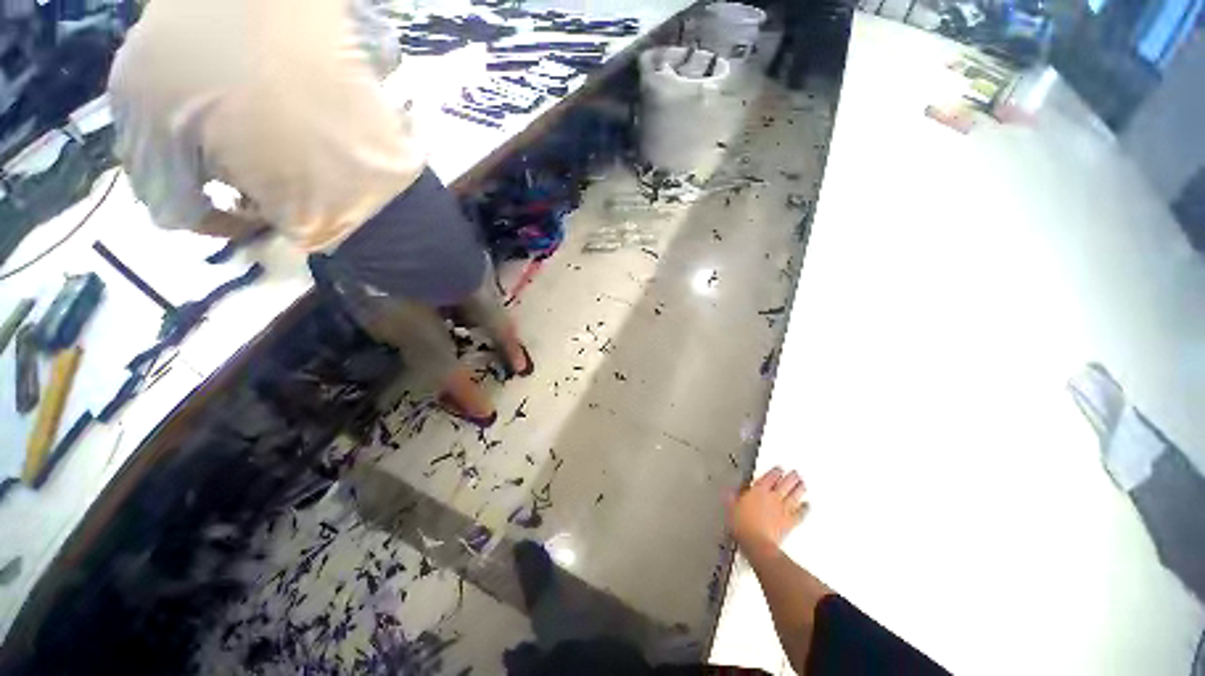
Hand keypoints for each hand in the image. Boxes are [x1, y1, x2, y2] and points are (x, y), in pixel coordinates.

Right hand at [729, 467, 807, 554]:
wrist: (757, 543)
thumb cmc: (742, 525)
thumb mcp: (731, 508)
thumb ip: (732, 497)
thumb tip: (729, 491)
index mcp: (758, 490)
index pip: (769, 476)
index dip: (775, 471)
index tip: (779, 468)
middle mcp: (772, 497)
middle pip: (785, 484)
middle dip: (791, 477)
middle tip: (796, 472)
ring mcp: (783, 509)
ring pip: (794, 495)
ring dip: (800, 488)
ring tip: (803, 483)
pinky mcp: (789, 522)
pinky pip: (800, 513)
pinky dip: (805, 508)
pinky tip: (807, 505)